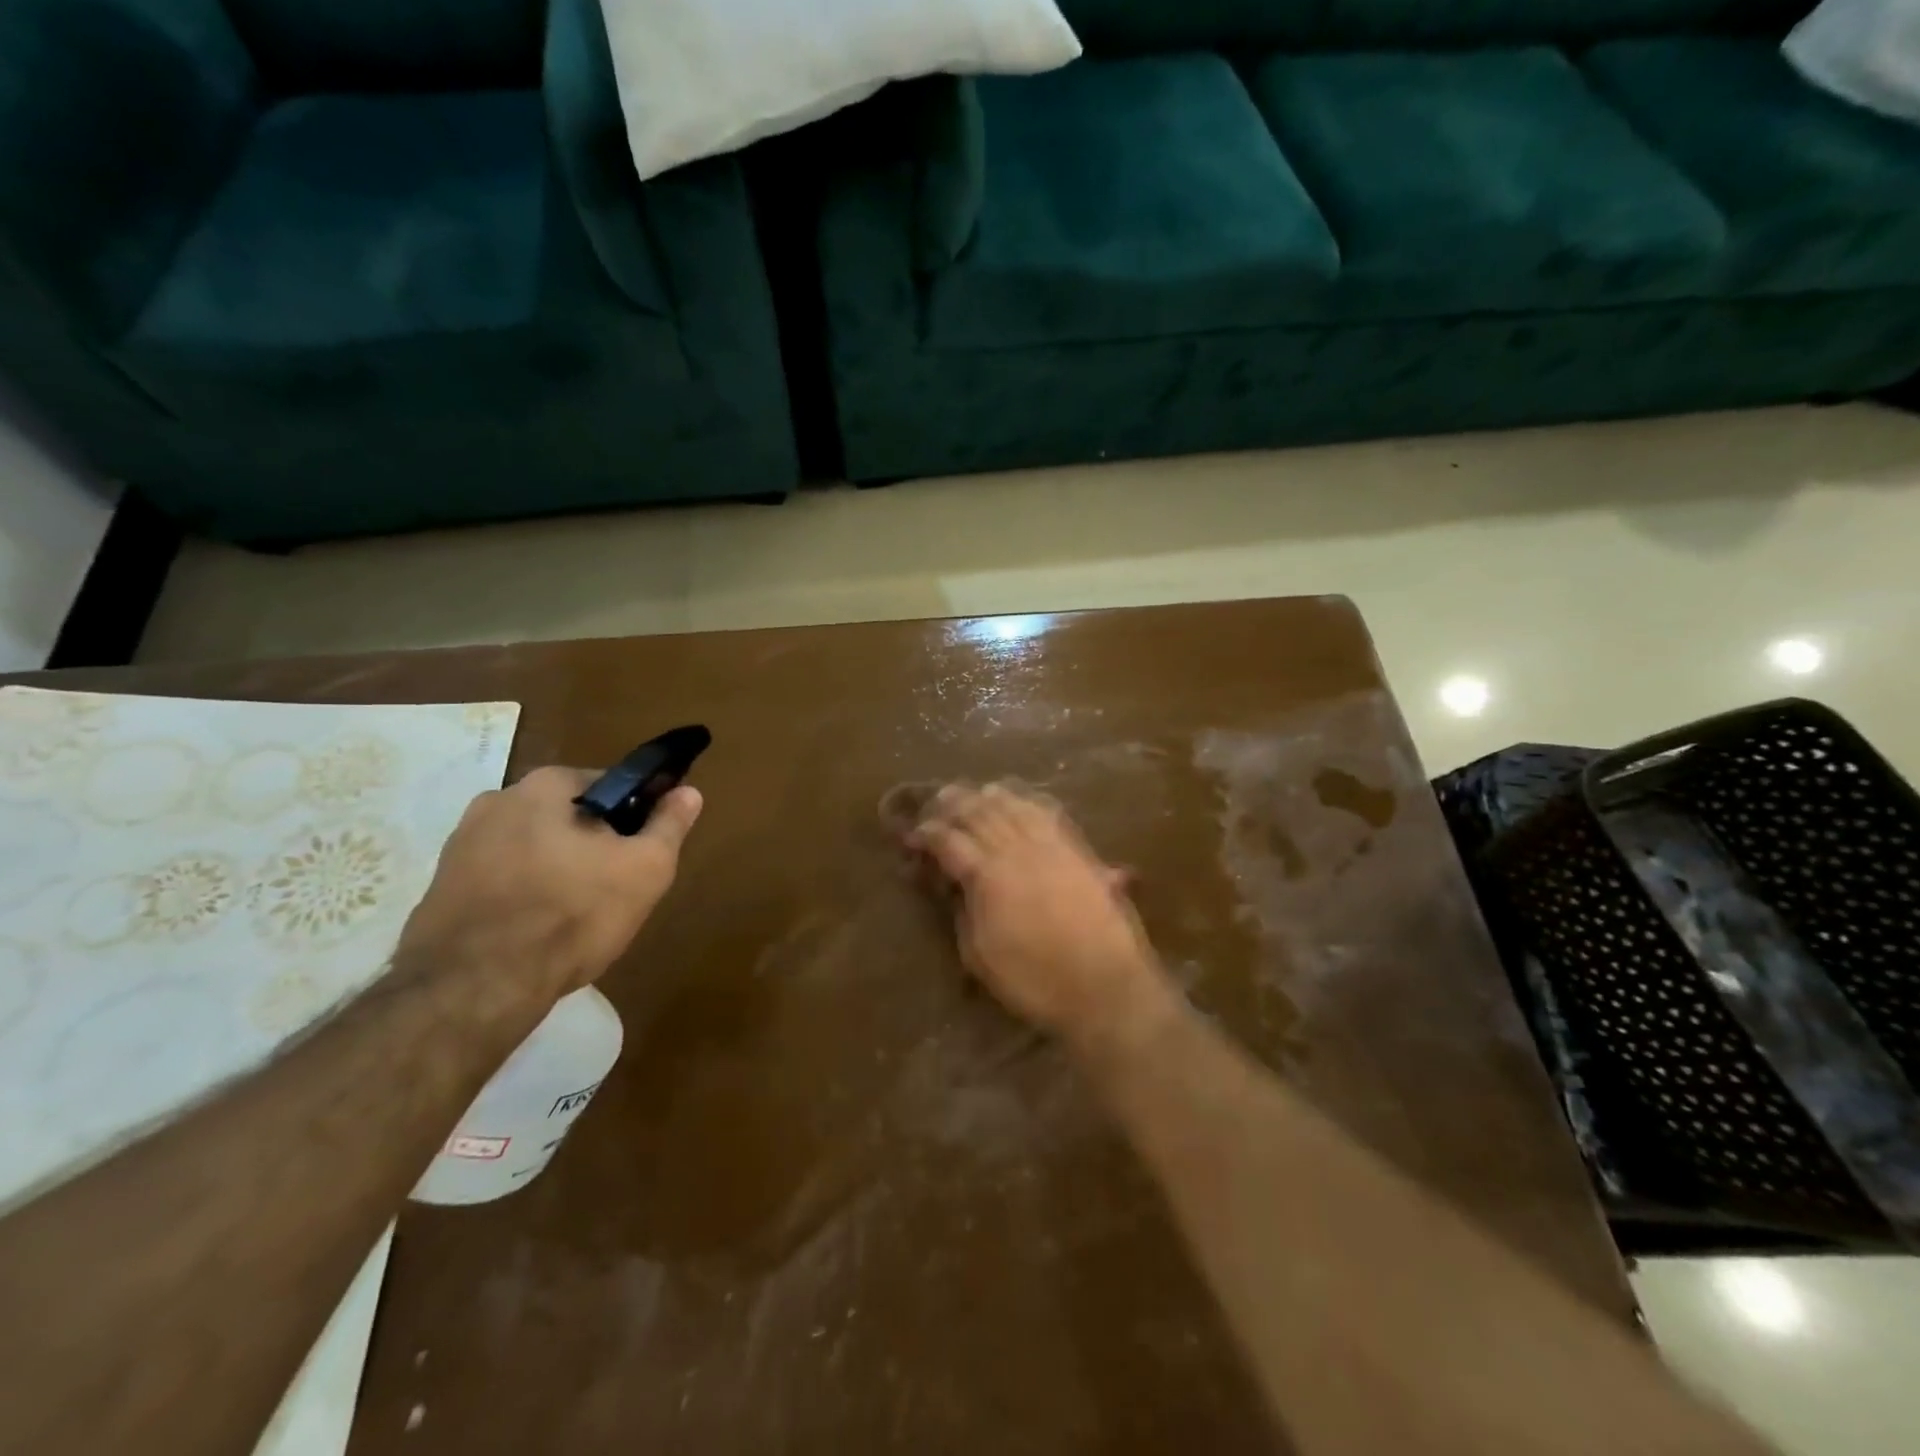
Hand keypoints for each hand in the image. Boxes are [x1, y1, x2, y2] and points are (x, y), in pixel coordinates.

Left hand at [398, 766, 701, 1001]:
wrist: (475, 987)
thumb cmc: (573, 914)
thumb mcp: (645, 868)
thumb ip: (669, 825)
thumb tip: (688, 792)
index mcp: (546, 785)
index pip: (609, 786)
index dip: (633, 818)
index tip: (641, 853)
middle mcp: (496, 800)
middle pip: (567, 818)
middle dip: (591, 845)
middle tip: (612, 889)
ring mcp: (459, 845)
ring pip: (532, 849)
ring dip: (555, 870)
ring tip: (573, 917)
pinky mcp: (439, 888)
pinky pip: (499, 881)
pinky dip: (520, 897)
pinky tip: (534, 932)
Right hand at [911, 783, 1165, 1044]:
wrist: (1104, 986)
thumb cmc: (1035, 980)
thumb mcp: (980, 956)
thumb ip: (963, 912)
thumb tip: (953, 886)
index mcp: (988, 874)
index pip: (949, 840)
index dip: (927, 834)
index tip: (913, 836)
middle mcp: (1017, 848)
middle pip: (979, 811)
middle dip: (953, 804)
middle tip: (936, 805)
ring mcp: (1051, 845)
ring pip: (1013, 804)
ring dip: (988, 796)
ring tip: (974, 794)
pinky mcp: (1078, 850)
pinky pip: (1048, 812)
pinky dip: (1028, 801)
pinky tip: (1021, 801)